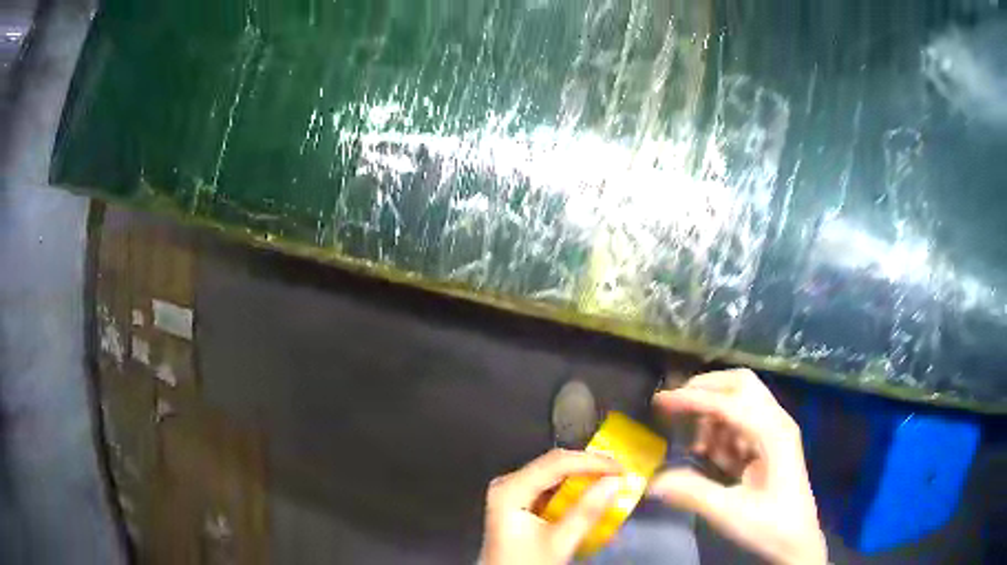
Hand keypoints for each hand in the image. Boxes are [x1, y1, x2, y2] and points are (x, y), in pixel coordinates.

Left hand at [479, 449, 622, 564]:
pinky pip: (549, 487)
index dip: (592, 462)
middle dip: (589, 467)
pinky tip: (591, 494)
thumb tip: (613, 482)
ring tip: (611, 481)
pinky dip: (572, 490)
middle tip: (620, 473)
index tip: (621, 468)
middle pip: (553, 464)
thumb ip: (586, 511)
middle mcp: (507, 484)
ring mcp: (511, 492)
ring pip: (553, 474)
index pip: (557, 463)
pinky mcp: (518, 502)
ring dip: (583, 477)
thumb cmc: (526, 564)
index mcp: (510, 489)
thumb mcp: (559, 543)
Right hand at [649, 370, 827, 564]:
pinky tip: (715, 458)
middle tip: (677, 407)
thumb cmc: (769, 525)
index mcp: (773, 434)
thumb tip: (652, 480)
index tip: (661, 400)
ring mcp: (776, 431)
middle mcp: (777, 422)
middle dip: (707, 389)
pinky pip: (742, 422)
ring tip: (700, 449)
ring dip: (714, 416)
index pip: (729, 402)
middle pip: (741, 384)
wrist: (797, 541)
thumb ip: (691, 492)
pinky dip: (723, 431)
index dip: (693, 399)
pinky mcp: (770, 444)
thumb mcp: (729, 512)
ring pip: (741, 401)